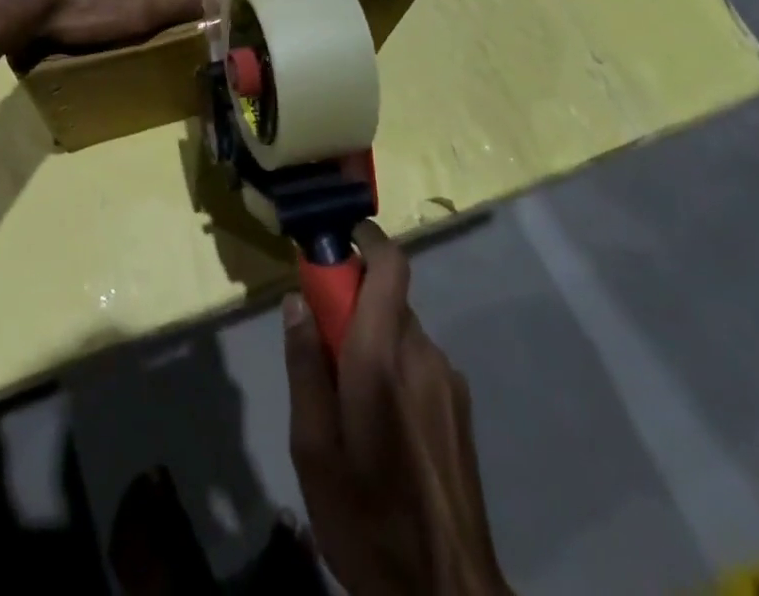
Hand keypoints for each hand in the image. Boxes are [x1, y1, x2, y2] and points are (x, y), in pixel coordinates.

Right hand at [284, 225, 511, 595]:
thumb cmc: (367, 519)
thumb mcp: (313, 448)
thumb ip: (304, 366)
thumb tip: (297, 302)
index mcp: (384, 356)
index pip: (390, 266)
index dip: (365, 239)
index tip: (334, 242)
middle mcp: (424, 354)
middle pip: (388, 299)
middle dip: (351, 304)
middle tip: (320, 346)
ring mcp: (449, 382)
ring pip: (402, 332)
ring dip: (372, 340)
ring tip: (347, 400)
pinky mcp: (461, 409)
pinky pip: (419, 362)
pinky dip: (394, 366)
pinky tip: (380, 425)